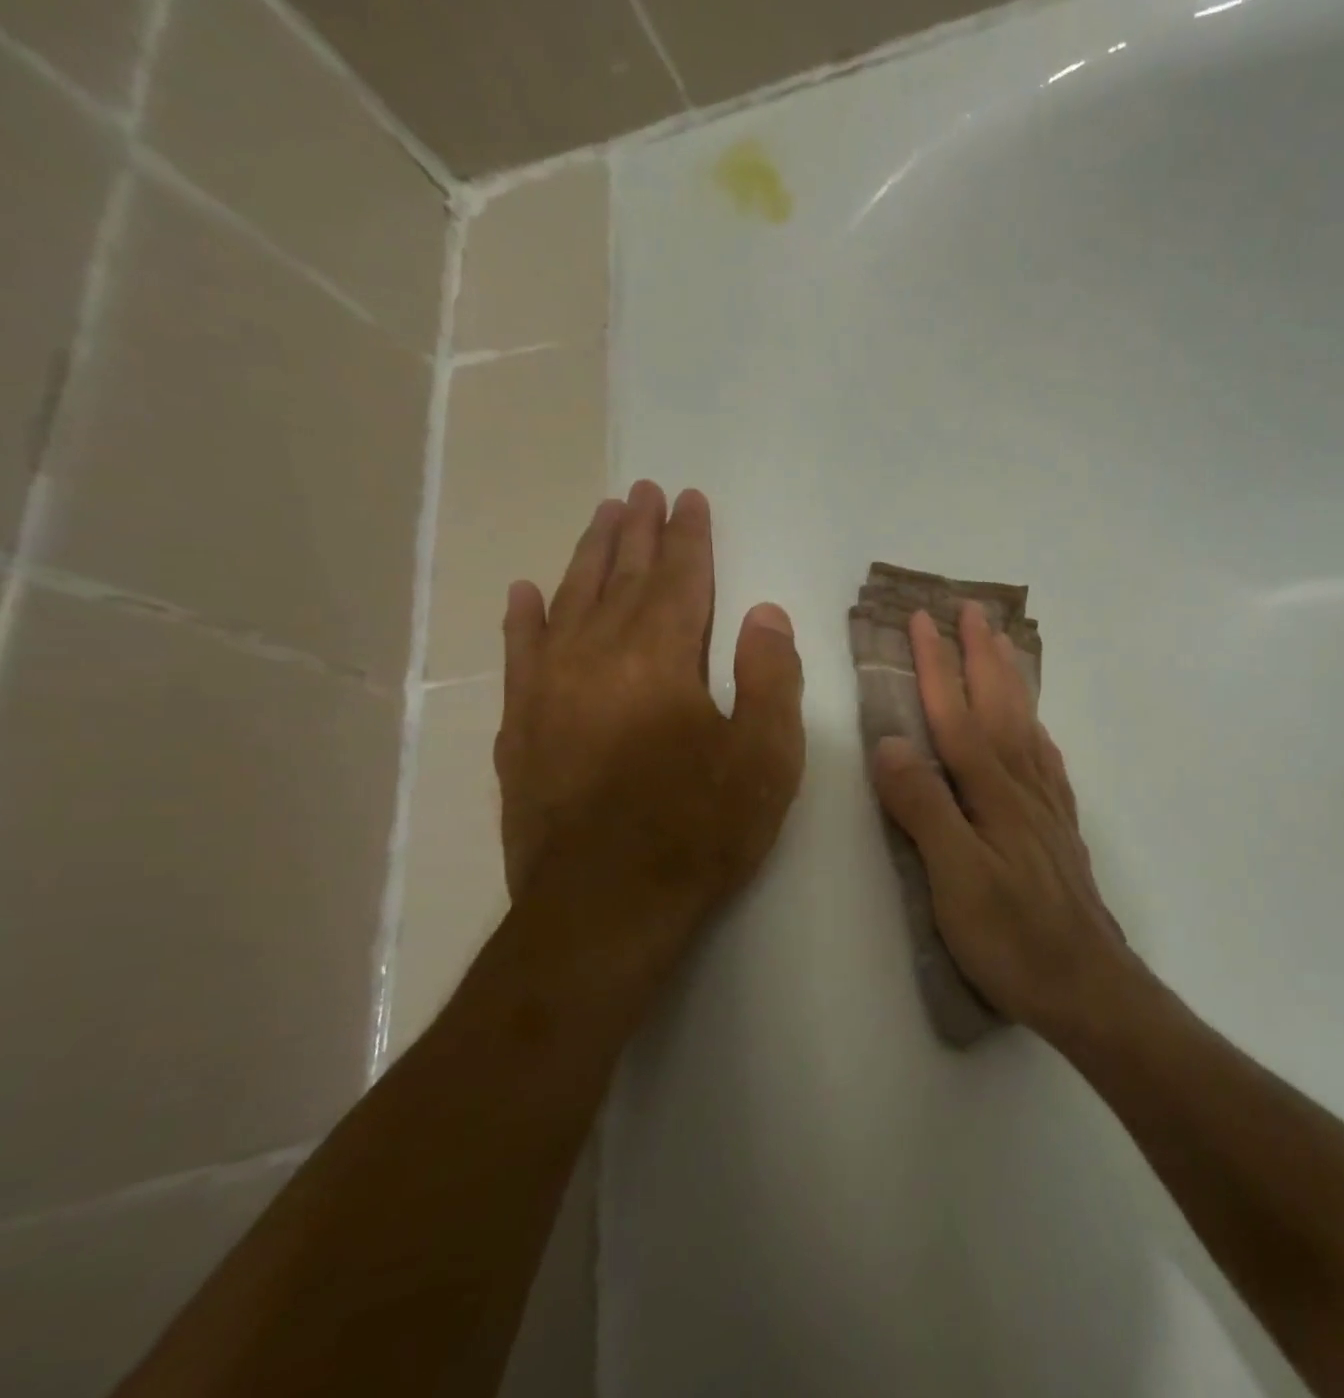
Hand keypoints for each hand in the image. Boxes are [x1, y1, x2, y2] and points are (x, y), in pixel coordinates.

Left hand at [493, 483, 805, 982]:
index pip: (679, 579)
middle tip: (642, 490)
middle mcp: (597, 657)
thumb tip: (765, 612)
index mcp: (661, 659)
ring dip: (587, 557)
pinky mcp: (521, 729)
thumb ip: (770, 676)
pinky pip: (520, 655)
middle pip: (620, 578)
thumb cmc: (700, 829)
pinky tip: (525, 592)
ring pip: (569, 603)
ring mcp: (549, 690)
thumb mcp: (766, 756)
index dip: (688, 538)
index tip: (689, 500)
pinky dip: (524, 619)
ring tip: (600, 518)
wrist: (604, 907)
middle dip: (636, 532)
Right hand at [869, 603, 1131, 1038]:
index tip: (922, 620)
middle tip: (972, 609)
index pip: (957, 716)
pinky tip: (1034, 727)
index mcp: (992, 792)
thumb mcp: (954, 878)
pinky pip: (1047, 760)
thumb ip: (925, 808)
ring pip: (1025, 724)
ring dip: (1010, 680)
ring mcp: (1046, 805)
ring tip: (1002, 646)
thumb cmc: (1013, 937)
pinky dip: (1035, 729)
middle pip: (999, 706)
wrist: (1088, 983)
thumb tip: (891, 744)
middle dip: (980, 655)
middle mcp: (1023, 785)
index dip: (937, 666)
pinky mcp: (1059, 828)